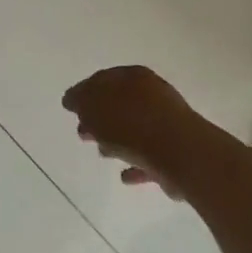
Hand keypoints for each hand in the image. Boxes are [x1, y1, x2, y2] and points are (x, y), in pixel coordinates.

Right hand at [62, 65, 200, 197]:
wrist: (181, 155)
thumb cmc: (132, 124)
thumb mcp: (93, 106)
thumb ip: (79, 100)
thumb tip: (72, 99)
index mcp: (133, 76)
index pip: (103, 79)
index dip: (84, 92)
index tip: (70, 108)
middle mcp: (153, 94)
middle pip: (119, 104)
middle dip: (99, 118)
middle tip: (82, 132)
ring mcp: (168, 124)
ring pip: (135, 130)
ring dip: (117, 141)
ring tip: (101, 153)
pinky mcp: (177, 153)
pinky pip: (150, 156)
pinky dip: (136, 163)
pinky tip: (124, 176)